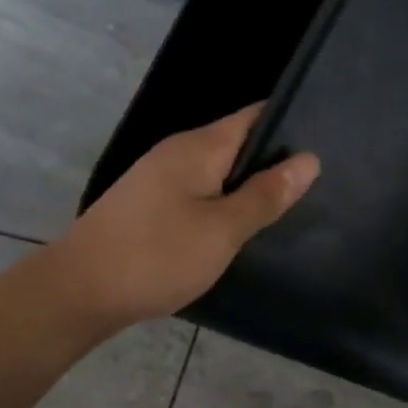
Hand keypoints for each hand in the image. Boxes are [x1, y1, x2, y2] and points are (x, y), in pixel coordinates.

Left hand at [60, 104, 319, 327]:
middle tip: (319, 185)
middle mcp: (178, 153)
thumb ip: (266, 195)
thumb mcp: (223, 229)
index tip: (327, 142)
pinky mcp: (151, 206)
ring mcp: (160, 179)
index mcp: (199, 147)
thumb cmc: (157, 256)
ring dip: (249, 186)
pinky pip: (200, 194)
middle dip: (274, 161)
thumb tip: (309, 160)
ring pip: (218, 172)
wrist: (81, 291)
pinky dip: (225, 205)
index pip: (254, 116)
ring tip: (290, 206)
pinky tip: (241, 228)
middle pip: (237, 143)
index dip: (290, 125)